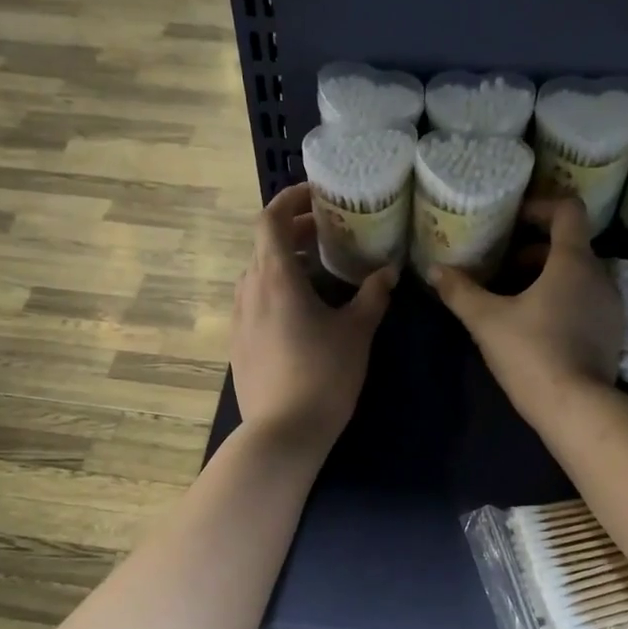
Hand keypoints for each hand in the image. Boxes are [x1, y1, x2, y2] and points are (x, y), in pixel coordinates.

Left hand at [231, 183, 395, 452]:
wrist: (283, 432)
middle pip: (265, 246)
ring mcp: (239, 320)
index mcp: (276, 277)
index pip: (271, 219)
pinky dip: (275, 292)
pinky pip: (254, 304)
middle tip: (328, 234)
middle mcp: (249, 291)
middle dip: (295, 233)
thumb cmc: (324, 375)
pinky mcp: (238, 346)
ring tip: (318, 273)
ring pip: (258, 276)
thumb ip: (373, 296)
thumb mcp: (356, 332)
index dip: (290, 200)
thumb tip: (388, 272)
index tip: (316, 196)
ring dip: (285, 264)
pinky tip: (300, 314)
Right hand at [431, 197, 622, 417]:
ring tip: (514, 301)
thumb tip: (435, 270)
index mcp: (574, 261)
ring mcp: (610, 306)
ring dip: (548, 279)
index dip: (541, 206)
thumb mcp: (486, 321)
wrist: (576, 407)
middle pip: (570, 246)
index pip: (568, 210)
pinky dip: (563, 302)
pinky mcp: (612, 334)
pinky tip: (536, 328)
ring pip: (578, 277)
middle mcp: (600, 276)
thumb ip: (460, 292)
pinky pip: (586, 302)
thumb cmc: (531, 353)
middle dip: (534, 252)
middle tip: (501, 270)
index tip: (515, 220)